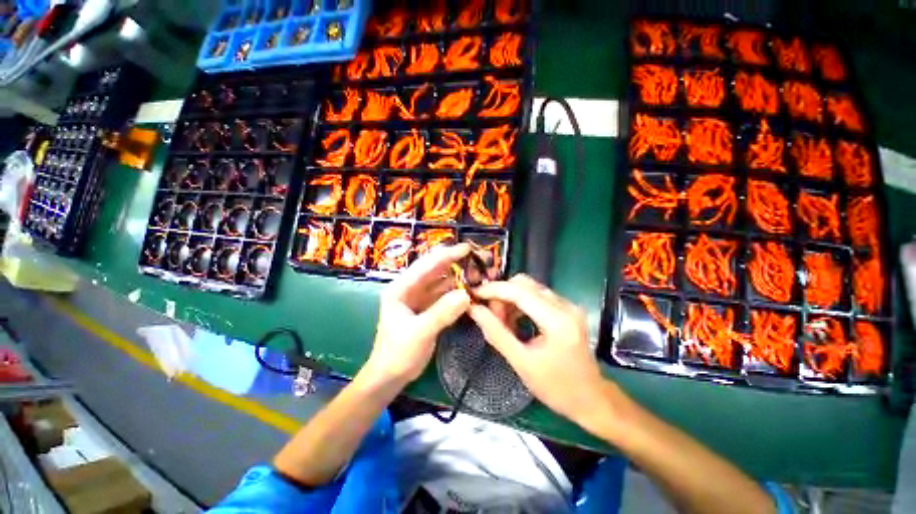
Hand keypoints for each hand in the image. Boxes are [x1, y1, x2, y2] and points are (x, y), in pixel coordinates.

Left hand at [364, 244, 471, 386]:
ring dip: (460, 277)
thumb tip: (466, 294)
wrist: (390, 376)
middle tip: (479, 260)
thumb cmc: (398, 353)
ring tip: (480, 274)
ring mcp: (420, 297)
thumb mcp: (419, 333)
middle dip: (457, 263)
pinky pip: (445, 295)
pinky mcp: (428, 307)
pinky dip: (458, 291)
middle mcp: (410, 288)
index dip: (447, 255)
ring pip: (442, 281)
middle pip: (436, 269)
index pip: (426, 265)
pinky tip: (471, 291)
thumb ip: (441, 313)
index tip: (468, 248)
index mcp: (401, 288)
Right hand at [468, 274, 608, 426]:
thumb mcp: (521, 362)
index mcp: (557, 321)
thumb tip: (474, 310)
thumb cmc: (556, 387)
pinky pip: (537, 296)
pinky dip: (521, 303)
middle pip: (525, 284)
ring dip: (510, 299)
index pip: (520, 291)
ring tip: (502, 321)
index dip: (494, 289)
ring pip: (530, 287)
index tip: (474, 294)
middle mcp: (565, 306)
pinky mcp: (567, 309)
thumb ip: (496, 333)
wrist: (591, 399)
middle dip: (502, 294)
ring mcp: (568, 305)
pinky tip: (515, 320)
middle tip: (490, 315)